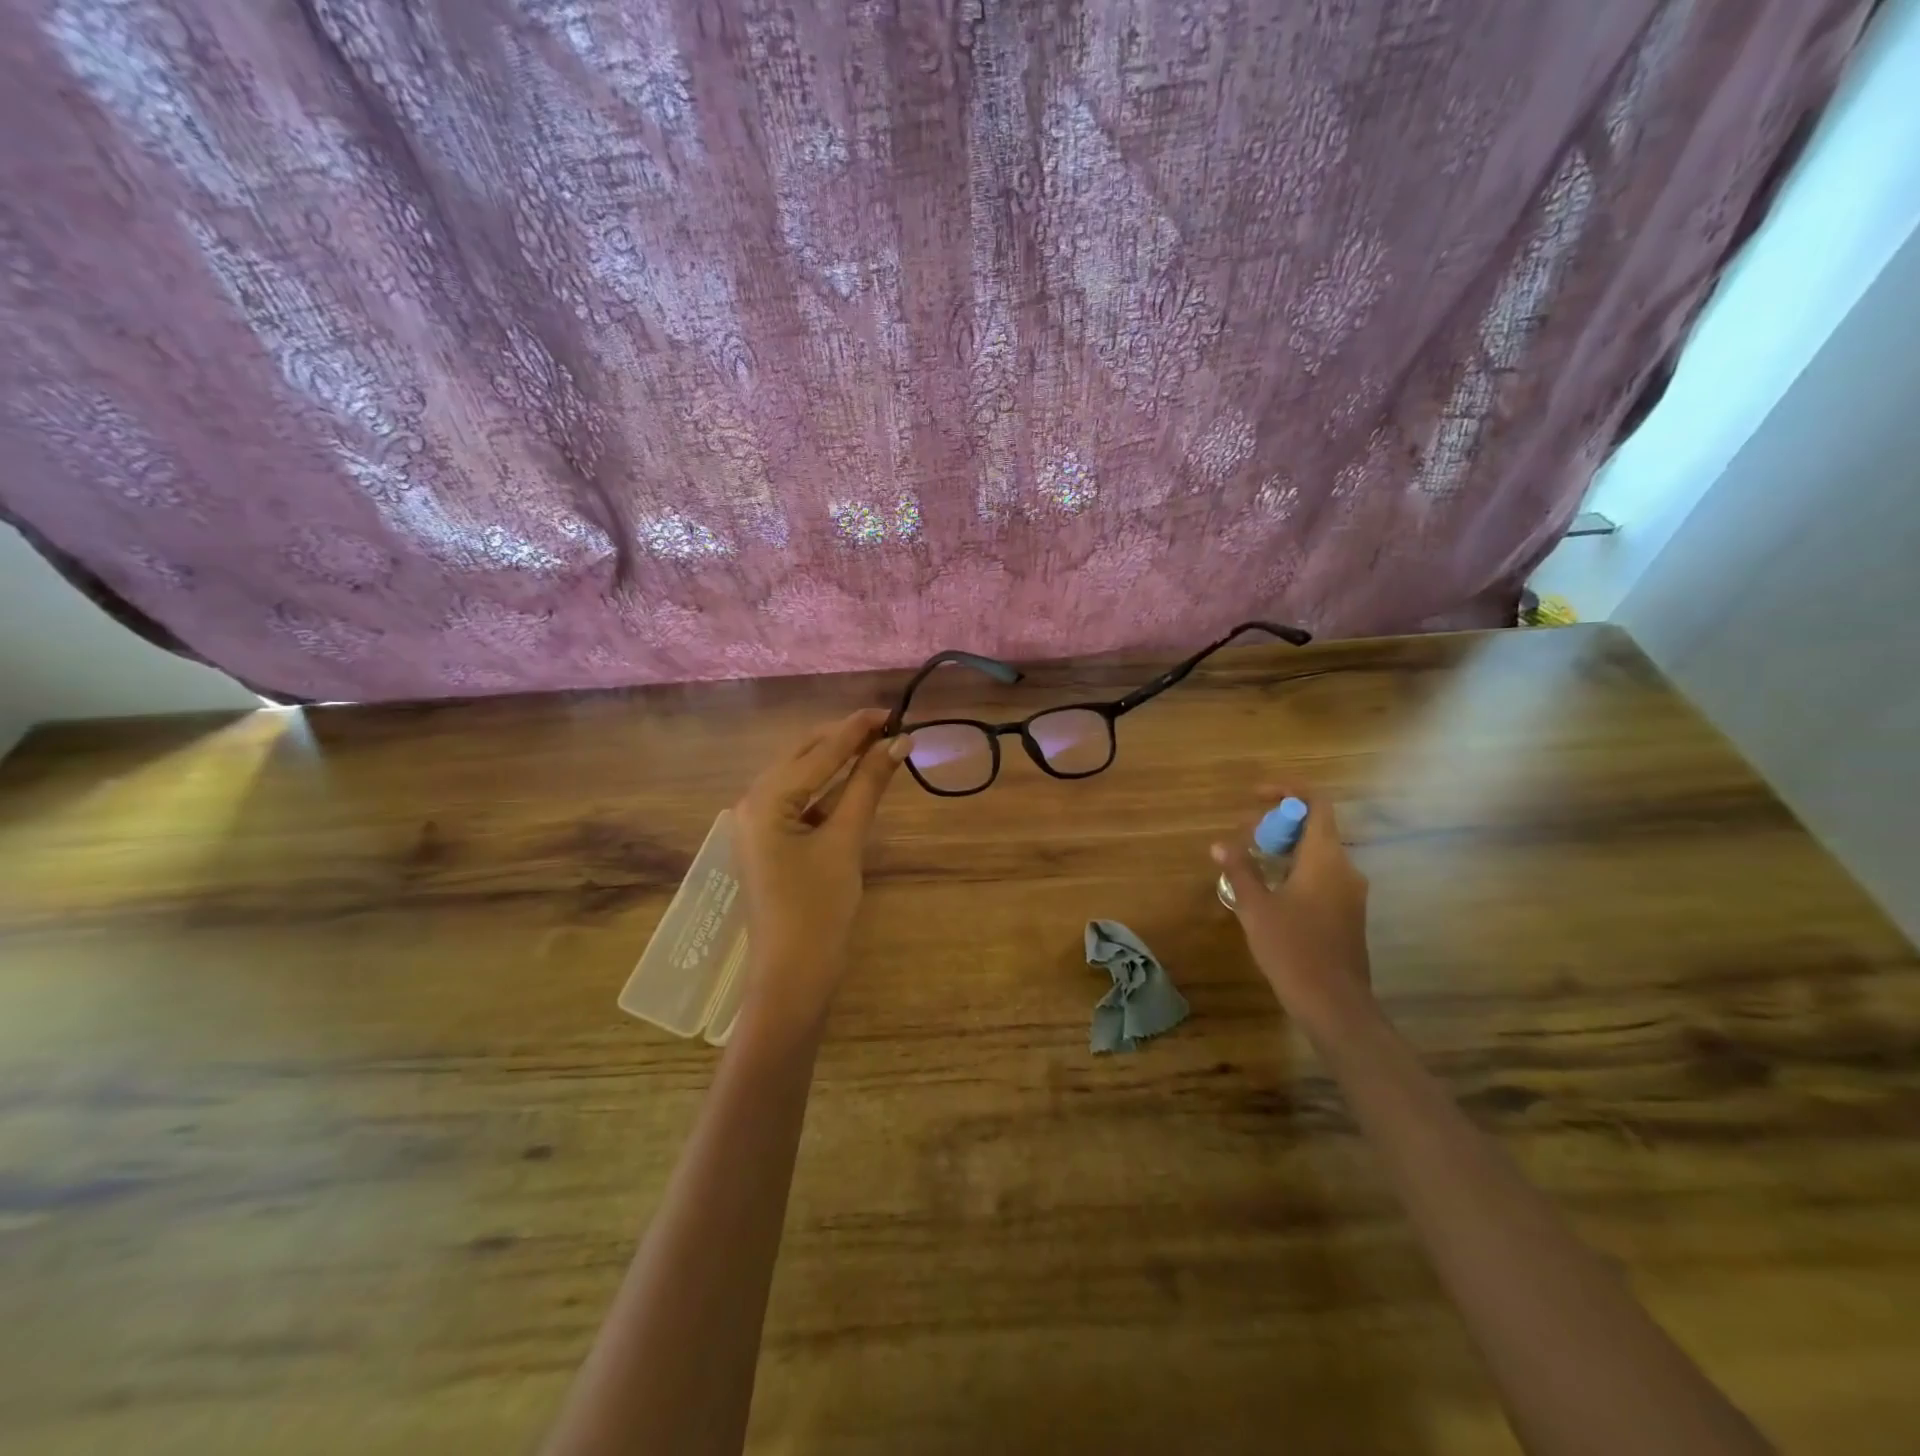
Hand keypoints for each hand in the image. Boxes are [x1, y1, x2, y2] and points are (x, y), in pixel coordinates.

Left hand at [733, 709, 910, 1024]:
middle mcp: (753, 802)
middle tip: (888, 727)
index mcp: (764, 799)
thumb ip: (868, 786)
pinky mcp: (770, 840)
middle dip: (844, 739)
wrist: (793, 975)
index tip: (891, 710)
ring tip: (877, 746)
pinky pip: (800, 801)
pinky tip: (855, 781)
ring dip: (837, 761)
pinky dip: (829, 789)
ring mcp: (758, 823)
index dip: (857, 729)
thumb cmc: (819, 909)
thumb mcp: (846, 842)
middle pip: (803, 757)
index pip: (818, 752)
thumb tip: (897, 743)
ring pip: (801, 777)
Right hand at [1212, 784, 1374, 1037]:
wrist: (1334, 1005)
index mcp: (1325, 858)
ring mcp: (1351, 893)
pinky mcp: (1348, 914)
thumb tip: (1220, 844)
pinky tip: (1270, 893)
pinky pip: (1323, 877)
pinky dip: (1296, 872)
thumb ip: (1240, 870)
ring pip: (1318, 854)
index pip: (1316, 803)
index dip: (1287, 791)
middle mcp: (1345, 868)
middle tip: (1244, 838)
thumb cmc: (1293, 950)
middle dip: (1279, 825)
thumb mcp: (1256, 907)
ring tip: (1251, 864)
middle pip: (1315, 827)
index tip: (1256, 797)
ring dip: (1285, 850)